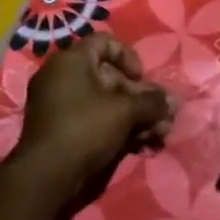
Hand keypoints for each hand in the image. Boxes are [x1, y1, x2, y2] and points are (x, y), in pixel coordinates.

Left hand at [12, 37, 175, 194]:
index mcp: (71, 61)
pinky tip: (140, 144)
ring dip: (135, 115)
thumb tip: (173, 103)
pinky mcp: (61, 128)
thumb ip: (152, 102)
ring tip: (157, 134)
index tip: (141, 79)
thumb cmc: (85, 129)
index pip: (105, 42)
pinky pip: (94, 118)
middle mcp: (62, 77)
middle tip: (161, 115)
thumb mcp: (125, 111)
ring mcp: (59, 104)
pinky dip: (117, 127)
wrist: (46, 176)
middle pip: (110, 76)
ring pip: (105, 101)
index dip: (129, 57)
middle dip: (140, 97)